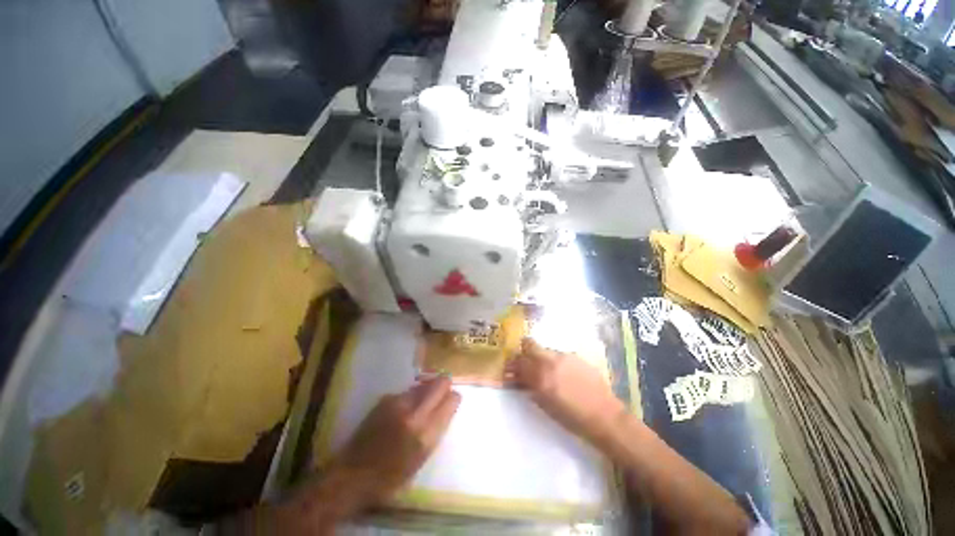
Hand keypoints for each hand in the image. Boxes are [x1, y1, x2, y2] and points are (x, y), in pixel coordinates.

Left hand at [252, 378, 460, 533]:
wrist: (351, 474)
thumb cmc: (390, 476)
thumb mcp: (421, 459)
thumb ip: (436, 430)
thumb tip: (447, 406)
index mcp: (425, 434)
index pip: (450, 401)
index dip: (454, 398)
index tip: (453, 400)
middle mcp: (413, 413)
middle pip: (439, 384)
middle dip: (445, 384)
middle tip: (445, 390)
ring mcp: (397, 403)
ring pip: (423, 384)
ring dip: (428, 389)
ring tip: (425, 399)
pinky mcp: (385, 399)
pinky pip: (408, 391)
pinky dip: (413, 394)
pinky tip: (407, 406)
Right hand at [512, 338, 624, 446]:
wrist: (605, 417)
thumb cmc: (573, 419)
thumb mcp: (546, 405)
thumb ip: (531, 388)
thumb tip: (519, 378)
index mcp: (541, 378)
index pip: (519, 362)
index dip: (512, 364)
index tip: (511, 369)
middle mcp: (551, 362)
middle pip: (529, 344)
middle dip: (524, 351)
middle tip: (525, 362)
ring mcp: (564, 356)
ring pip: (545, 349)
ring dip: (540, 356)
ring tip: (547, 370)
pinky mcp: (576, 356)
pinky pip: (559, 354)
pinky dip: (555, 360)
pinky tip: (563, 373)